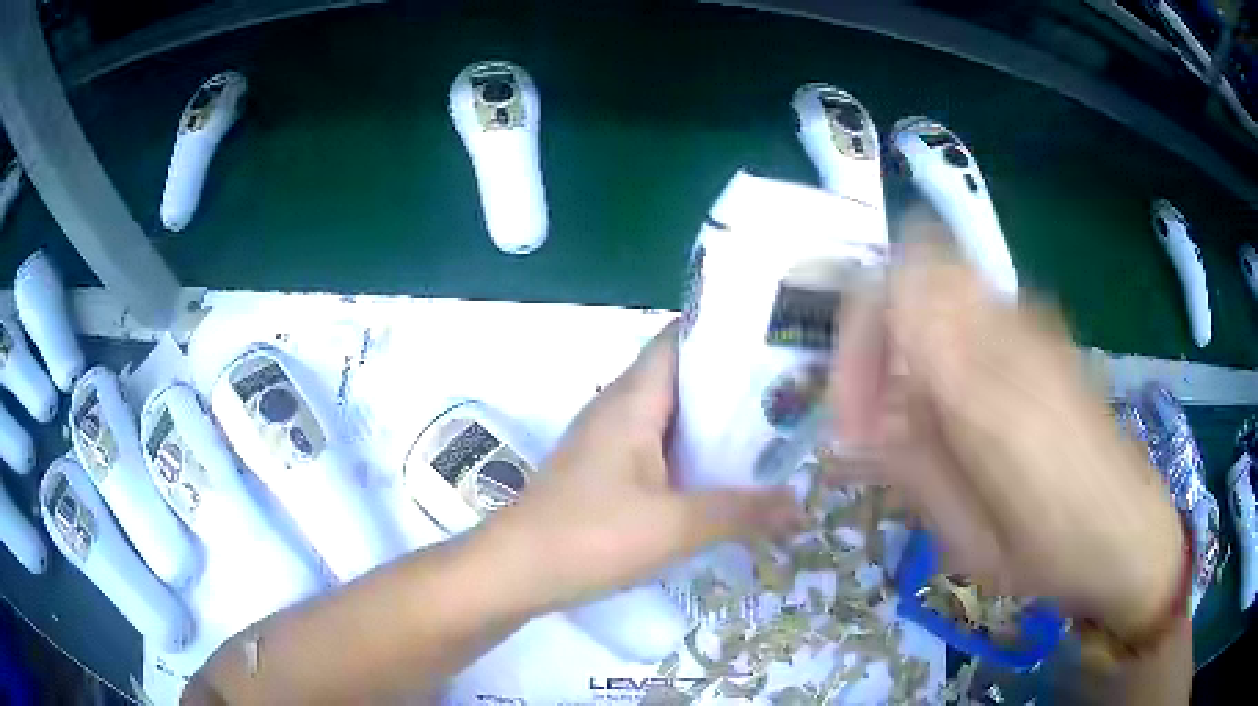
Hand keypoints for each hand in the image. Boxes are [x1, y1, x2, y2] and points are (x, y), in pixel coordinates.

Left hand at [486, 321, 803, 611]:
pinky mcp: (605, 474)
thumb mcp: (675, 526)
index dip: (726, 333)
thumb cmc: (590, 536)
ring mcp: (608, 443)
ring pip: (672, 418)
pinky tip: (726, 477)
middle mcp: (619, 409)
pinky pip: (658, 450)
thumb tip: (800, 505)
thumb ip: (741, 513)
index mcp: (633, 400)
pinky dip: (693, 455)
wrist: (515, 571)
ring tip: (774, 431)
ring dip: (716, 424)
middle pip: (683, 378)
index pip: (681, 339)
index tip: (776, 340)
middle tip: (792, 393)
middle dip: (735, 384)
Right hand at [829, 210, 1183, 638]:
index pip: (892, 296)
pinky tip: (961, 402)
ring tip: (917, 411)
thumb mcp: (968, 541)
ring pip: (946, 277)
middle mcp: (1011, 335)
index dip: (855, 345)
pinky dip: (947, 335)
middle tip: (881, 408)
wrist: (1131, 531)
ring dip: (913, 331)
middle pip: (917, 267)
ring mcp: (1036, 325)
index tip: (856, 420)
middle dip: (879, 327)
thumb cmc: (1052, 555)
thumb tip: (857, 428)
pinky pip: (976, 302)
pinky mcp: (1048, 332)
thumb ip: (912, 470)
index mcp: (987, 391)